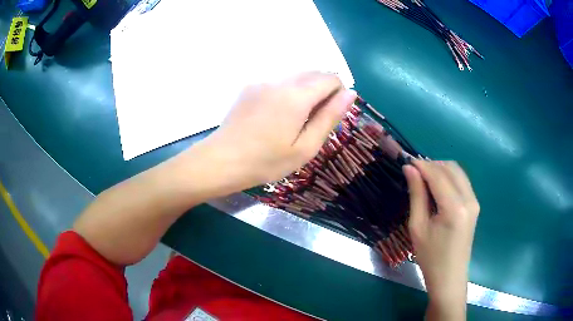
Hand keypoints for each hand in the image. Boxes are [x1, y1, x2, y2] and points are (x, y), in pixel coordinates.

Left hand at [198, 72, 355, 190]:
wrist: (221, 161)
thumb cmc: (266, 161)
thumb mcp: (305, 147)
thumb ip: (330, 117)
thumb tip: (350, 93)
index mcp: (296, 95)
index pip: (330, 78)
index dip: (339, 93)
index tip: (332, 114)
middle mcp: (279, 80)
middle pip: (313, 73)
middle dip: (323, 91)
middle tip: (315, 121)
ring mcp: (261, 81)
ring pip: (296, 76)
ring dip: (305, 91)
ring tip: (294, 121)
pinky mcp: (249, 87)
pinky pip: (278, 82)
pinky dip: (287, 92)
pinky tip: (275, 116)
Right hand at [403, 160, 479, 318]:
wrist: (449, 277)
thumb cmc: (430, 257)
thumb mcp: (418, 227)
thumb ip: (416, 195)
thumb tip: (409, 169)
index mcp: (454, 207)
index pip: (438, 175)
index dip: (421, 165)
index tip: (405, 161)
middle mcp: (469, 199)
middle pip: (450, 168)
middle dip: (431, 165)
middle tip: (413, 172)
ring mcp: (474, 201)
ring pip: (457, 172)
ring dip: (440, 170)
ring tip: (423, 179)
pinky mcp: (474, 205)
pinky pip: (462, 181)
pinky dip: (448, 178)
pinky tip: (437, 187)